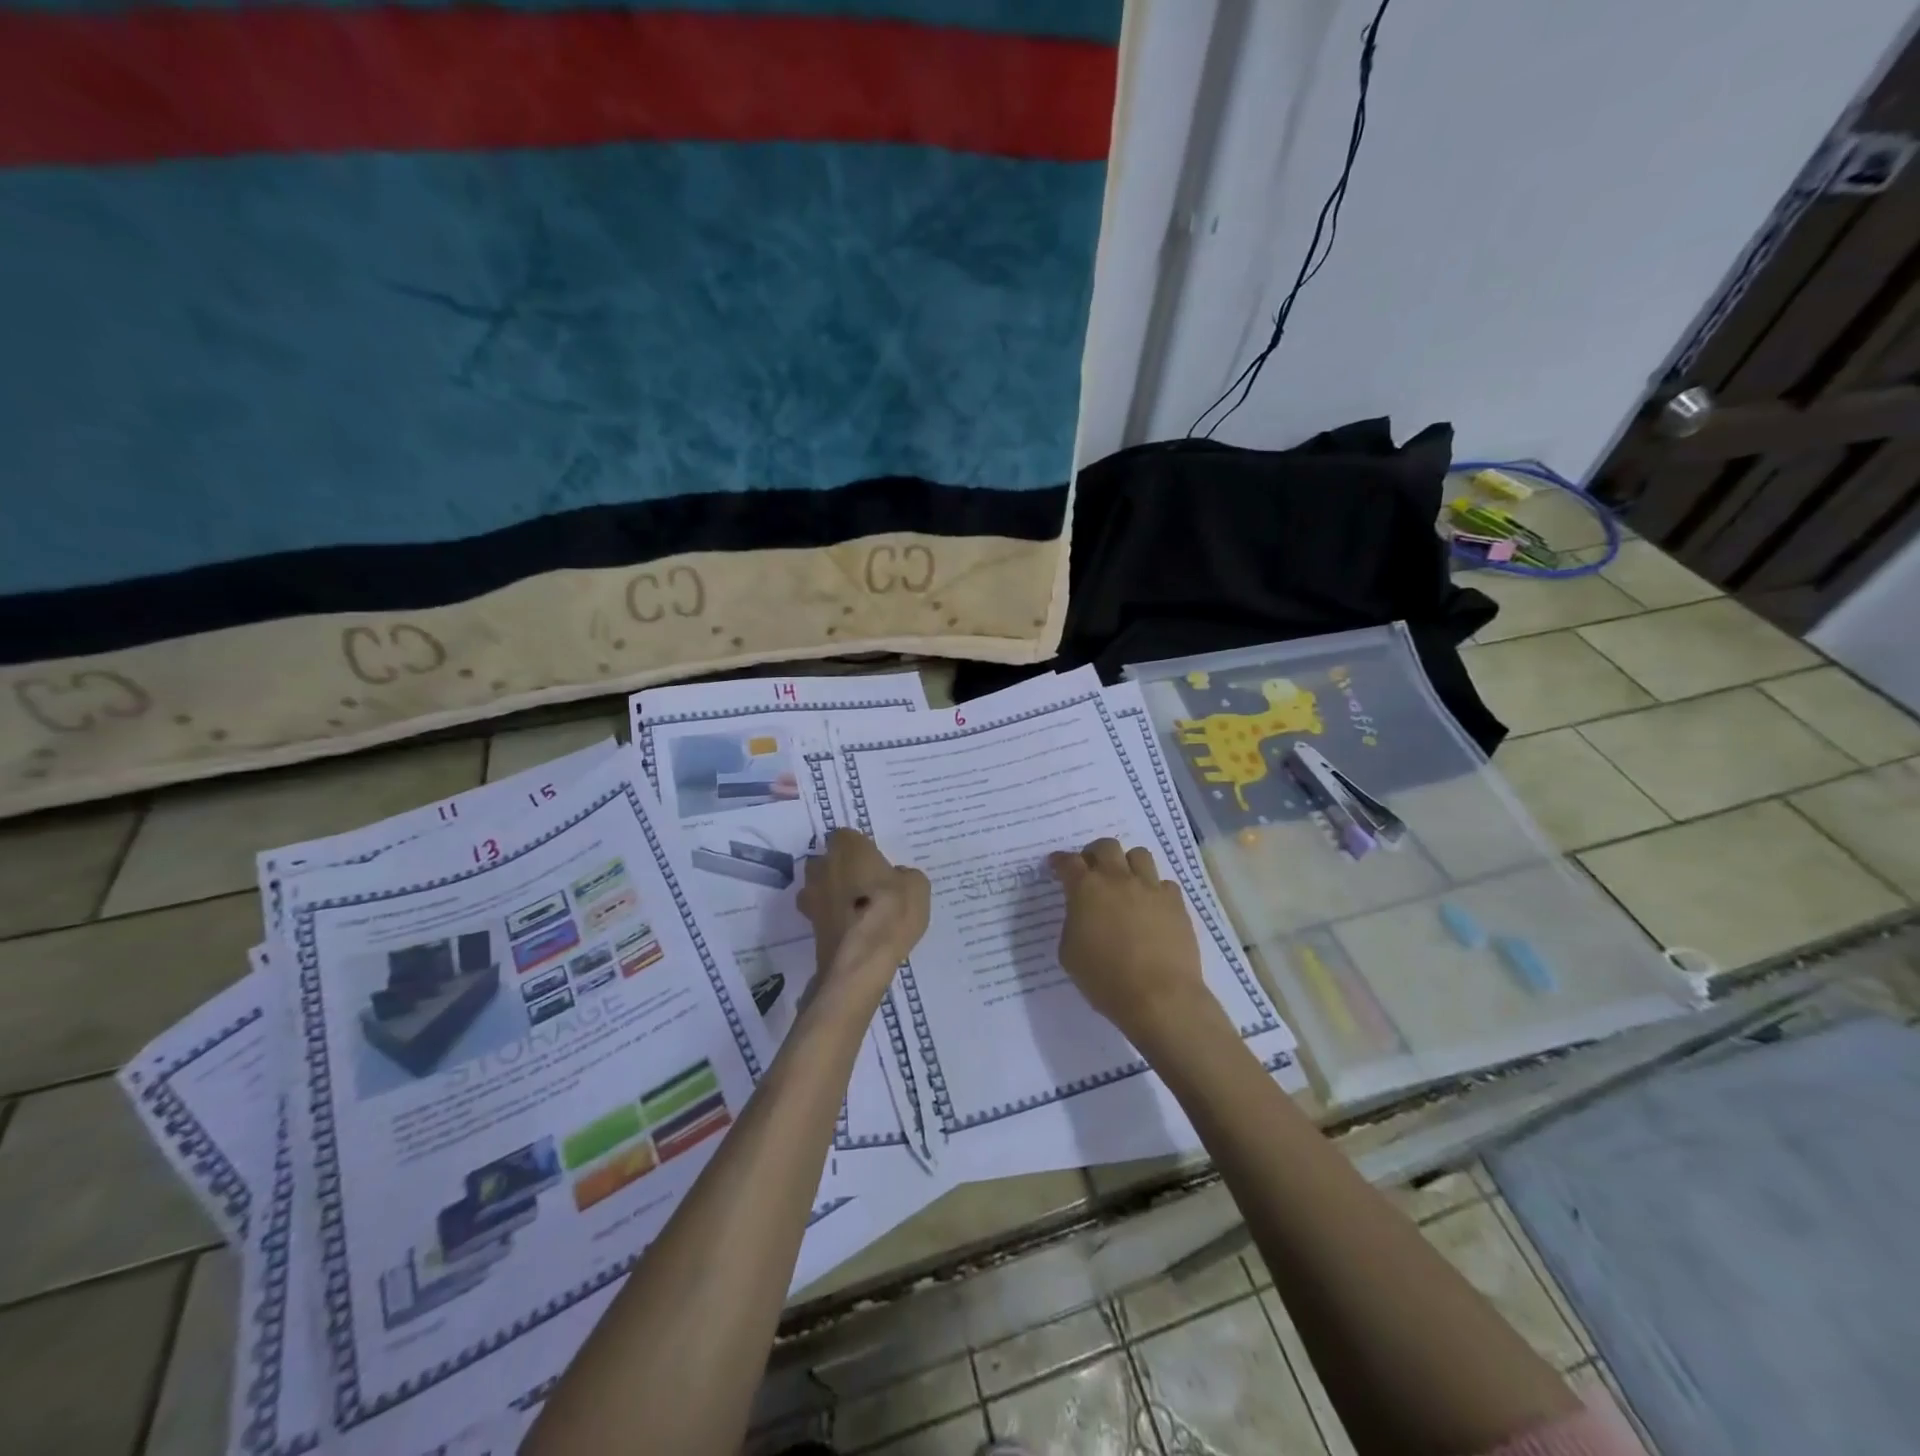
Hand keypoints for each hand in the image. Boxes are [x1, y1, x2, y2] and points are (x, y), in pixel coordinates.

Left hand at [797, 829, 930, 991]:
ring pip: (820, 886)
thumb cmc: (890, 912)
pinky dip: (834, 917)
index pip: (846, 836)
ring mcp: (811, 897)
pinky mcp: (809, 925)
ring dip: (834, 893)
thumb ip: (905, 875)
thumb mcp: (917, 887)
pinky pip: (823, 913)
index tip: (875, 861)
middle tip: (867, 883)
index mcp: (848, 848)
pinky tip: (853, 929)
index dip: (860, 848)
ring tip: (858, 908)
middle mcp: (823, 866)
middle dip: (842, 868)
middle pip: (828, 860)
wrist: (860, 961)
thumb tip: (896, 877)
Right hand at [1049, 838, 1207, 1043]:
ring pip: (1139, 855)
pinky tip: (1151, 906)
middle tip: (1091, 869)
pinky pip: (1164, 883)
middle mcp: (1118, 879)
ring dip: (1127, 863)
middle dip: (1094, 853)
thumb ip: (1072, 923)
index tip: (1056, 865)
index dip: (1059, 861)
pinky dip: (1155, 889)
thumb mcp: (1069, 954)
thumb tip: (1082, 914)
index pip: (1068, 862)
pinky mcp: (1176, 902)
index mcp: (1086, 889)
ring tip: (1125, 881)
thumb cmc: (1105, 980)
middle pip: (1105, 846)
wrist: (1159, 997)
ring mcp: (1150, 887)